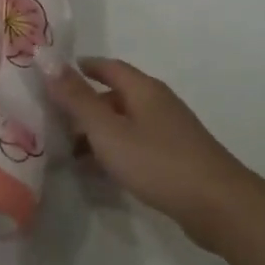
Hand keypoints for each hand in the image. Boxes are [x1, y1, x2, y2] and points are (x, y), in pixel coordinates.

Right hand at [45, 58, 256, 248]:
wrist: (218, 205)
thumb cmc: (158, 161)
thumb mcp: (109, 130)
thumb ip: (77, 99)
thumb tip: (46, 59)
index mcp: (143, 89)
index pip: (109, 66)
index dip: (83, 68)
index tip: (55, 74)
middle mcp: (157, 103)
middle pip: (116, 95)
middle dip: (85, 104)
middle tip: (52, 119)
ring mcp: (169, 132)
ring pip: (125, 123)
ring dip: (97, 132)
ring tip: (66, 150)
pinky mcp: (176, 159)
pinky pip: (136, 146)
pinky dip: (114, 152)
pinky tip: (98, 173)